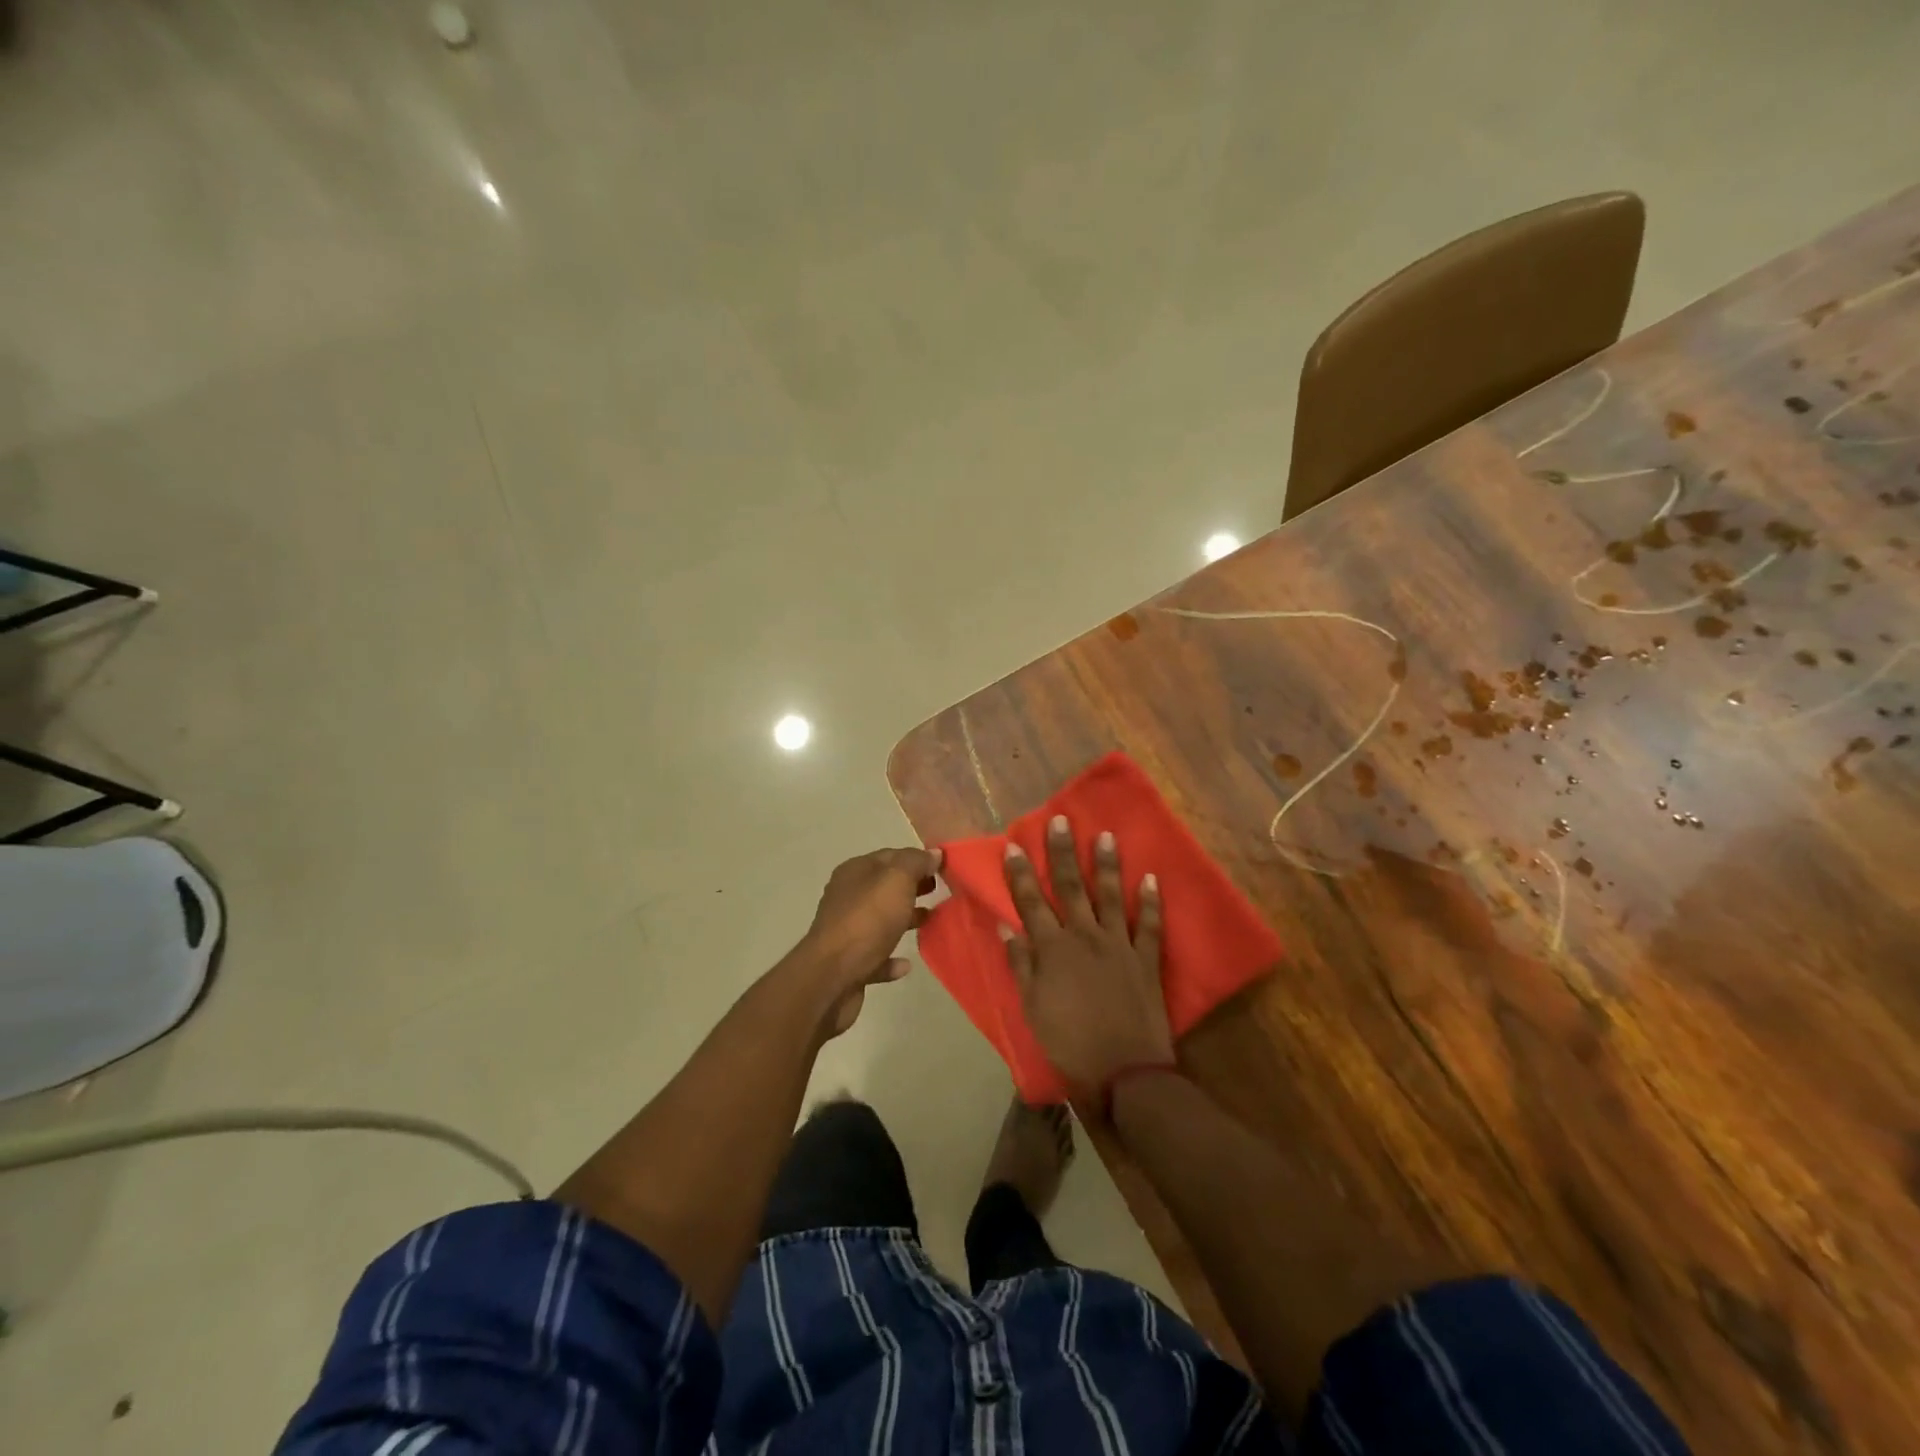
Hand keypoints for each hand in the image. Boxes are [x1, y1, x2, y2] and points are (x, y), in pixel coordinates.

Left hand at [798, 846, 941, 1037]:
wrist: (831, 977)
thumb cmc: (867, 920)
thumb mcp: (897, 880)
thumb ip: (916, 863)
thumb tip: (933, 853)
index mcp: (855, 872)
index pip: (891, 856)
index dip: (918, 859)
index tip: (944, 868)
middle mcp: (848, 897)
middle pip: (886, 887)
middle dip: (914, 887)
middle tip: (941, 892)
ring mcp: (847, 931)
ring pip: (882, 920)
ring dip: (906, 920)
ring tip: (932, 922)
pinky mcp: (849, 964)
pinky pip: (876, 956)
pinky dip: (891, 958)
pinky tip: (906, 964)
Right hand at [1003, 815, 1172, 1093]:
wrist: (1123, 1072)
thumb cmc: (1069, 1043)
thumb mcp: (1032, 1008)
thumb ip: (1021, 966)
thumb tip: (1007, 928)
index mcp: (1053, 950)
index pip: (1032, 903)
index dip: (1021, 874)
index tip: (1015, 845)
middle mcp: (1085, 937)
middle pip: (1071, 888)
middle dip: (1063, 853)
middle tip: (1061, 821)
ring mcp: (1119, 945)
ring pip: (1111, 896)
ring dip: (1107, 865)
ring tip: (1106, 835)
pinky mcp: (1146, 960)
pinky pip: (1151, 925)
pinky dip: (1152, 901)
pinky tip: (1152, 877)